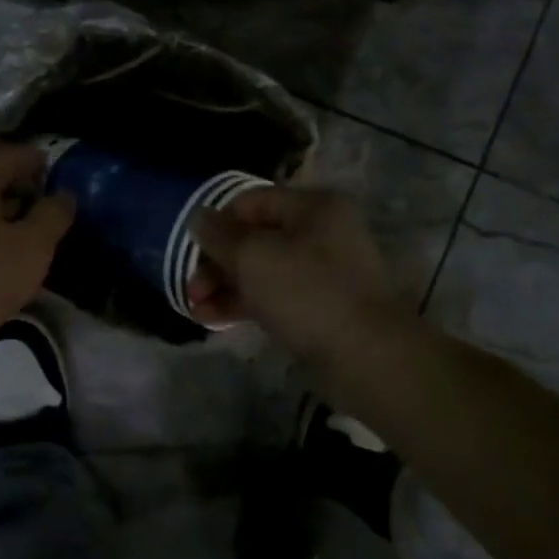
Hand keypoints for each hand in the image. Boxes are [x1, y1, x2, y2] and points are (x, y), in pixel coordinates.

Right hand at [188, 187, 406, 363]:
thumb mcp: (253, 257)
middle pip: (254, 238)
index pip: (251, 201)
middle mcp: (320, 232)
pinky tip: (213, 320)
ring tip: (194, 310)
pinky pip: (273, 296)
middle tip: (191, 289)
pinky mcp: (320, 307)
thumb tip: (199, 217)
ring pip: (261, 270)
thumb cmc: (308, 294)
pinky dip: (244, 304)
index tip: (191, 251)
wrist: (368, 358)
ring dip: (224, 287)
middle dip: (216, 262)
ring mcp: (322, 272)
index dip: (217, 223)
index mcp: (312, 207)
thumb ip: (219, 235)